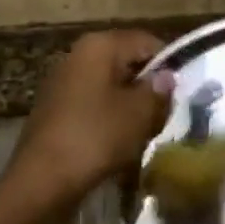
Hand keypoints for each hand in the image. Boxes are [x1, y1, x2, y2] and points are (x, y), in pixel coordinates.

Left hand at [3, 29, 169, 210]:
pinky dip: (109, 118)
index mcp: (99, 45)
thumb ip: (158, 91)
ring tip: (146, 131)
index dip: (169, 64)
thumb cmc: (95, 137)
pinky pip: (93, 105)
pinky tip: (120, 141)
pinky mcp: (55, 109)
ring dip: (129, 105)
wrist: (41, 182)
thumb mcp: (139, 113)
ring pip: (110, 86)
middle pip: (126, 62)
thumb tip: (166, 76)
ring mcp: (62, 82)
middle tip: (167, 113)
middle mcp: (78, 55)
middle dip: (148, 86)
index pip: (146, 41)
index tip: (183, 91)